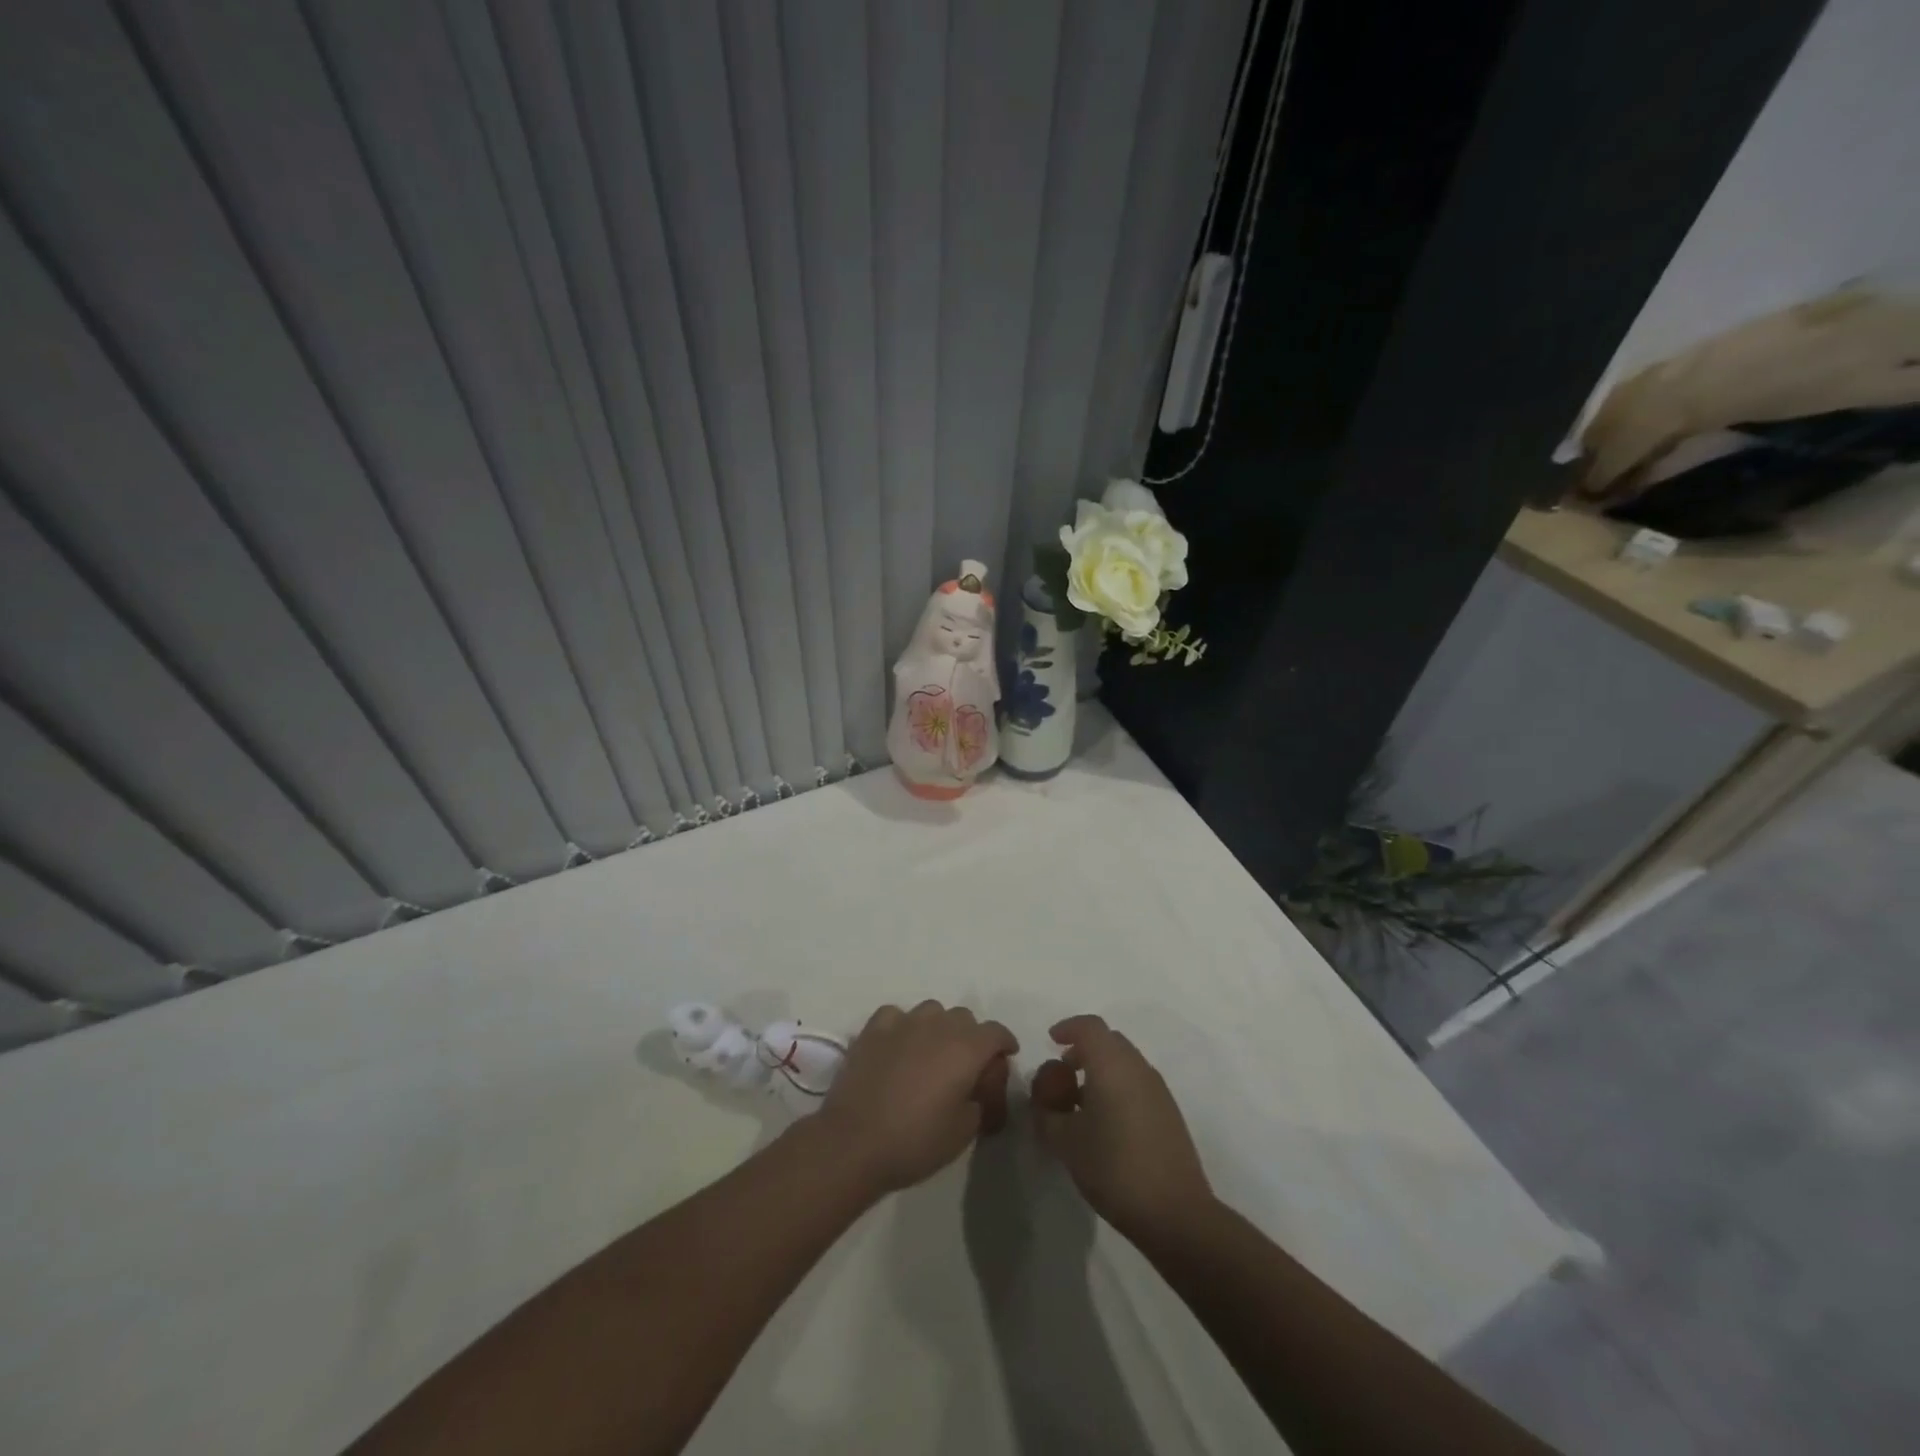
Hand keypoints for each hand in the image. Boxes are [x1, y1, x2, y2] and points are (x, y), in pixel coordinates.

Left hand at [818, 1001, 1017, 1195]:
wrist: (854, 1142)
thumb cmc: (916, 1141)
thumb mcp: (965, 1130)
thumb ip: (981, 1098)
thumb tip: (978, 1086)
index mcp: (966, 1048)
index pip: (996, 1031)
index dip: (1004, 1043)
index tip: (1005, 1056)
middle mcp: (938, 1025)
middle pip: (964, 1017)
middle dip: (971, 1037)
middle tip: (965, 1065)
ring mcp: (903, 1022)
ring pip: (932, 1011)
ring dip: (938, 1027)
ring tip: (931, 1053)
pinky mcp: (873, 1029)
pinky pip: (897, 1016)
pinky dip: (903, 1026)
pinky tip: (898, 1046)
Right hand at [1031, 1015, 1213, 1243]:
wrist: (1175, 1212)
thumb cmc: (1114, 1168)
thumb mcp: (1065, 1142)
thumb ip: (1046, 1112)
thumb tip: (1044, 1097)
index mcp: (1112, 1065)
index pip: (1090, 1026)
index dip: (1068, 1027)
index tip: (1050, 1041)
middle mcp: (1138, 1068)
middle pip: (1109, 1040)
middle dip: (1084, 1048)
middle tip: (1063, 1072)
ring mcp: (1158, 1090)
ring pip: (1125, 1062)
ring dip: (1101, 1069)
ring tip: (1080, 1101)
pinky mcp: (1169, 1112)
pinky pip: (1137, 1082)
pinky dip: (1117, 1085)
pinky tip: (1106, 1120)